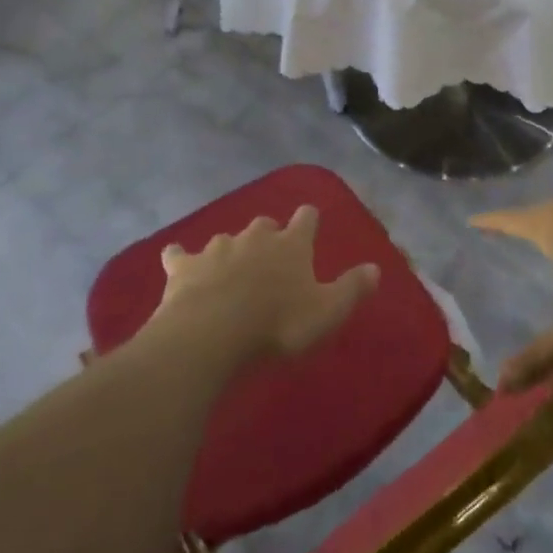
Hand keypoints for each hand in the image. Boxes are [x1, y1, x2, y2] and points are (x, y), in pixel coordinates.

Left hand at [155, 208, 378, 363]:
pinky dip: (180, 257)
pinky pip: (179, 255)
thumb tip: (376, 268)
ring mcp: (217, 248)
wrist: (212, 334)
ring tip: (229, 268)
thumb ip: (352, 289)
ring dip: (230, 250)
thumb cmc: (277, 325)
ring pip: (226, 238)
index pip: (306, 218)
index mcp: (291, 245)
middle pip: (264, 224)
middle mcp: (255, 237)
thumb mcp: (327, 313)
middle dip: (267, 234)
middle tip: (269, 257)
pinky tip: (176, 261)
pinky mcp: (184, 267)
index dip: (308, 220)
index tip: (309, 223)